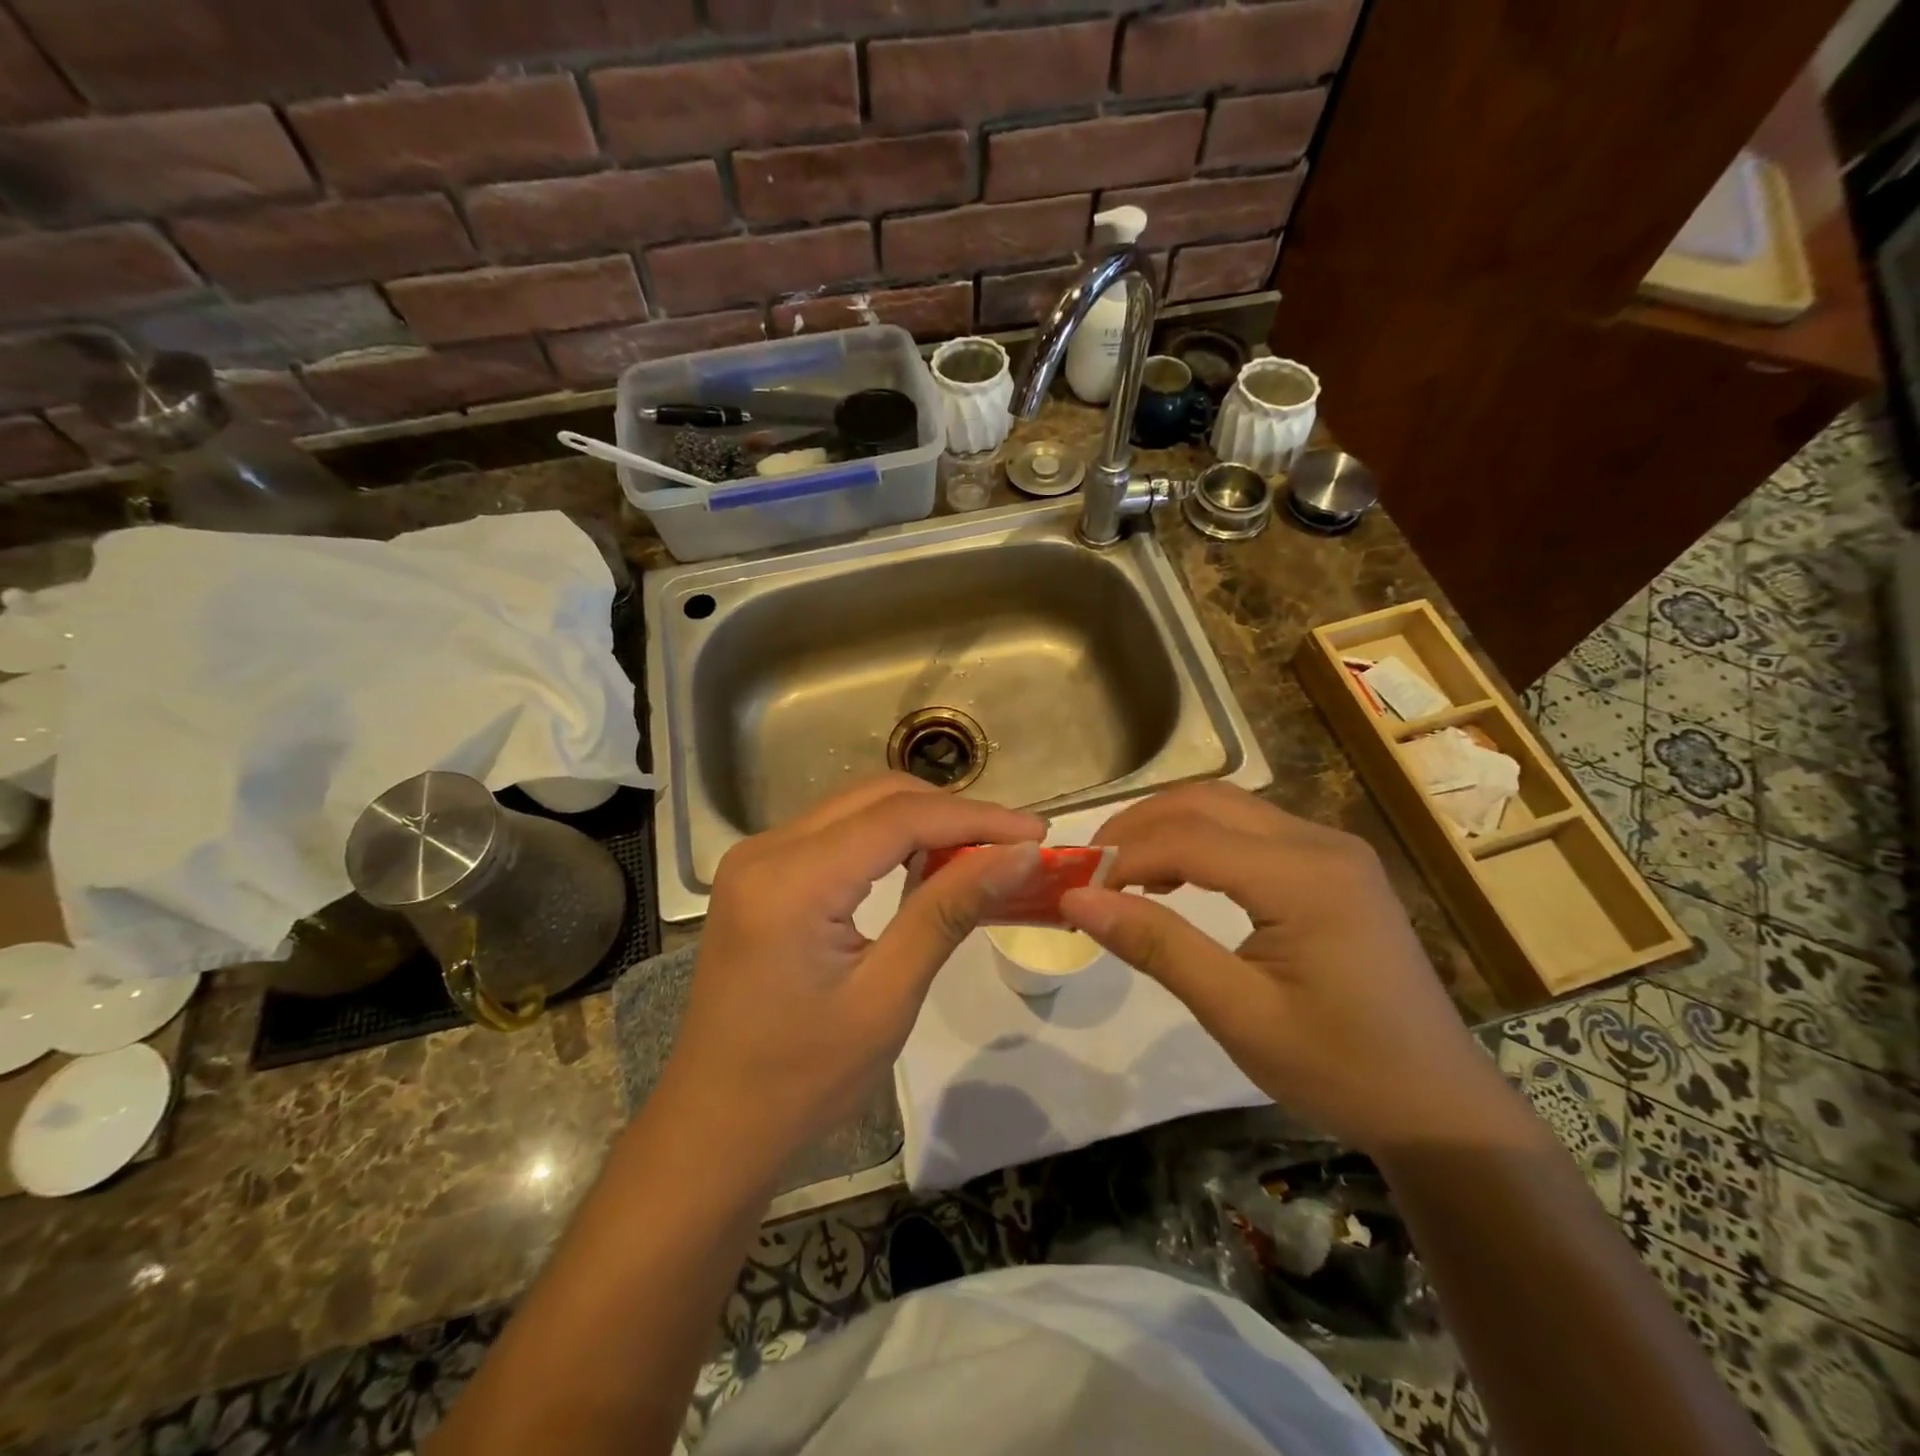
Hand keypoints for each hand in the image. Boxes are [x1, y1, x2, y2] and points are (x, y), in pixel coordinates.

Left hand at [663, 774, 1043, 1157]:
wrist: (715, 1127)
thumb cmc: (803, 1080)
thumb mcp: (888, 997)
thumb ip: (949, 911)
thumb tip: (1020, 855)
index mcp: (790, 880)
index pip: (899, 818)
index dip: (976, 818)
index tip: (1036, 832)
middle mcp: (765, 849)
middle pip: (876, 797)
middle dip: (952, 813)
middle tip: (1013, 845)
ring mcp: (756, 858)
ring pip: (856, 807)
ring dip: (922, 821)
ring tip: (981, 853)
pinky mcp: (759, 874)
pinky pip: (835, 833)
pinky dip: (887, 839)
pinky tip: (925, 865)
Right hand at [1059, 783, 1516, 1152]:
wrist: (1438, 1107)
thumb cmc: (1339, 1069)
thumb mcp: (1238, 1014)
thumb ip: (1158, 946)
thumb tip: (1079, 899)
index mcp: (1305, 877)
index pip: (1190, 838)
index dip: (1124, 854)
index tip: (1073, 885)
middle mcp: (1321, 843)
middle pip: (1207, 802)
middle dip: (1139, 826)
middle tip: (1090, 867)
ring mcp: (1332, 850)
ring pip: (1228, 807)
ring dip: (1167, 827)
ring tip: (1121, 870)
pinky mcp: (1333, 866)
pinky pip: (1251, 830)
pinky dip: (1200, 840)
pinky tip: (1175, 876)